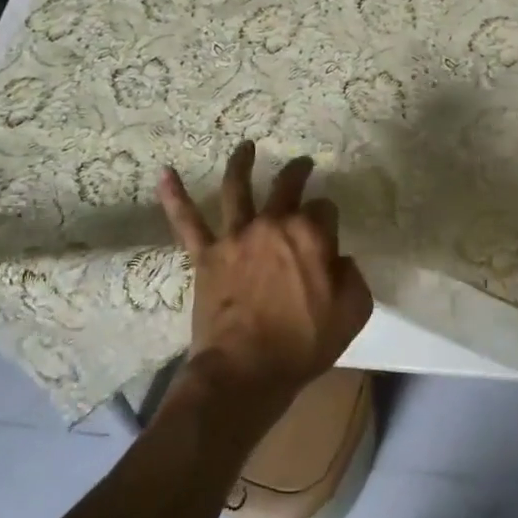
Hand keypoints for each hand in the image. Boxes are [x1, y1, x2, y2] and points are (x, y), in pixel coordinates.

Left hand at [157, 141, 372, 422]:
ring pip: (237, 189)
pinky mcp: (206, 255)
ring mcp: (236, 237)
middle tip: (303, 164)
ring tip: (246, 147)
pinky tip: (164, 174)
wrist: (246, 370)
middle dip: (298, 172)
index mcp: (311, 235)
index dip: (329, 219)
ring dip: (242, 163)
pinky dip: (175, 196)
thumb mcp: (352, 312)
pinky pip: (187, 222)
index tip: (329, 233)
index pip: (324, 209)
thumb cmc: (304, 343)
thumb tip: (340, 259)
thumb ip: (353, 276)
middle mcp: (273, 224)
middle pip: (287, 186)